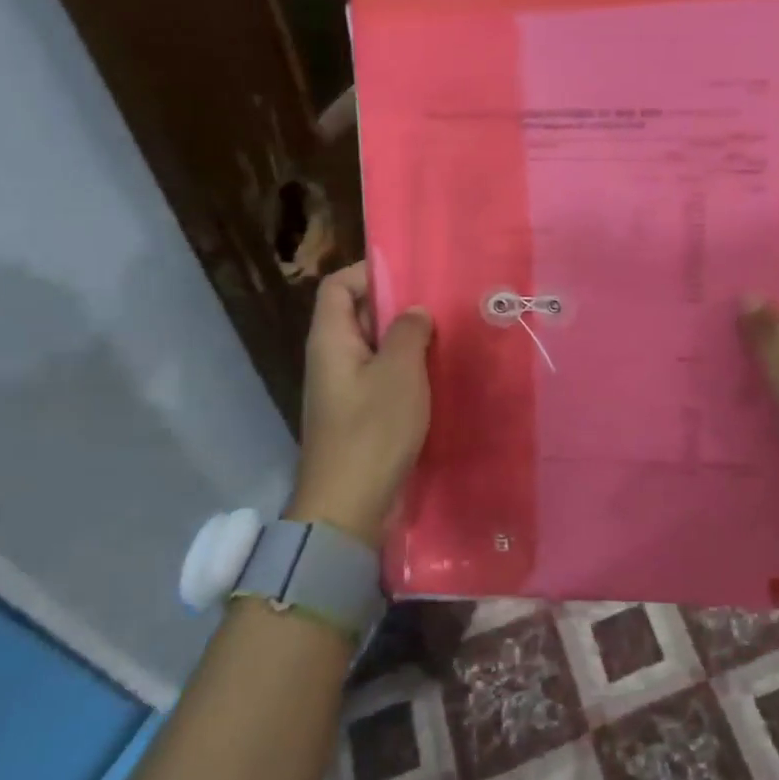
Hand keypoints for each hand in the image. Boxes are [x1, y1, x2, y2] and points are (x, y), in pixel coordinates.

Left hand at [287, 263, 432, 547]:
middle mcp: (332, 358)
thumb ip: (408, 332)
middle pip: (358, 314)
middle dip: (397, 306)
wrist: (348, 506)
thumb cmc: (372, 430)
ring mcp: (344, 389)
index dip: (370, 272)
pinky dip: (406, 370)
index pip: (339, 286)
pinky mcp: (359, 414)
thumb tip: (414, 312)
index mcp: (331, 340)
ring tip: (447, 334)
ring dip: (406, 340)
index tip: (413, 275)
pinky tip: (437, 374)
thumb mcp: (399, 373)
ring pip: (374, 348)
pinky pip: (381, 377)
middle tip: (441, 303)